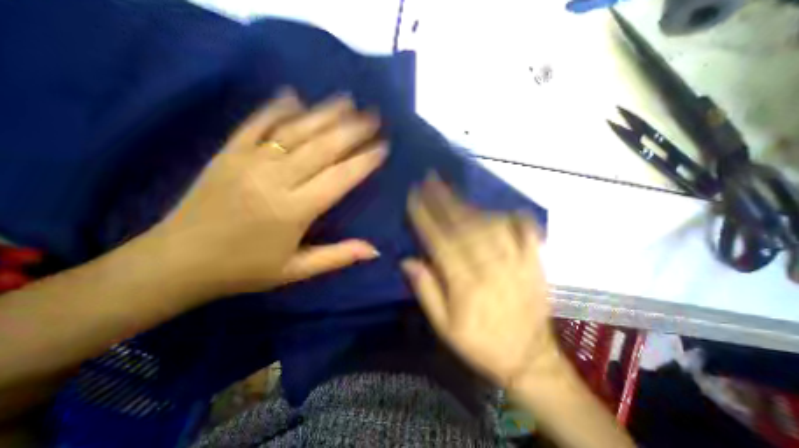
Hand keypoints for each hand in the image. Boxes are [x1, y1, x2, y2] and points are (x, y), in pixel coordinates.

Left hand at [149, 90, 389, 298]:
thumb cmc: (245, 269)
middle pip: (322, 147)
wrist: (177, 262)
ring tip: (347, 101)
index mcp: (293, 210)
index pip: (339, 178)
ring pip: (295, 131)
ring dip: (324, 114)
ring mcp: (249, 161)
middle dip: (352, 130)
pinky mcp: (228, 153)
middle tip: (373, 117)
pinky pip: (256, 124)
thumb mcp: (296, 270)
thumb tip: (374, 251)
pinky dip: (276, 108)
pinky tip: (294, 96)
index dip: (364, 161)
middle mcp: (274, 179)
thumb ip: (338, 257)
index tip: (383, 147)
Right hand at [403, 176, 556, 386]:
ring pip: (491, 224)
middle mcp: (491, 268)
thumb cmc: (480, 343)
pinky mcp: (536, 263)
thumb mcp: (444, 327)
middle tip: (431, 178)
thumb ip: (426, 291)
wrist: (529, 360)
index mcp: (466, 285)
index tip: (414, 195)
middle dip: (444, 199)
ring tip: (455, 189)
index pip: (440, 241)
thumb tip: (408, 260)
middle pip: (464, 225)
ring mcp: (517, 263)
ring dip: (471, 204)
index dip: (425, 216)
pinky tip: (503, 208)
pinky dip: (514, 217)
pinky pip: (526, 232)